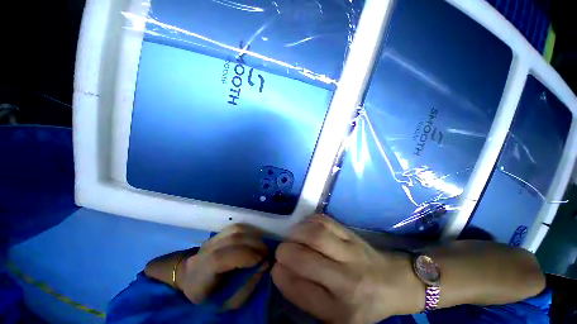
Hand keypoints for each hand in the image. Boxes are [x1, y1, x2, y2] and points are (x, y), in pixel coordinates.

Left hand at [177, 224, 268, 309]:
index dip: (243, 256)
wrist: (194, 284)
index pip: (219, 259)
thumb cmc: (212, 298)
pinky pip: (235, 228)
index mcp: (199, 276)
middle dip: (254, 244)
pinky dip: (248, 231)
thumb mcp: (230, 302)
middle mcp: (202, 253)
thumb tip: (265, 263)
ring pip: (235, 230)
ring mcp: (209, 241)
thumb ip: (248, 284)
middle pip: (231, 239)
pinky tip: (254, 239)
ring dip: (253, 236)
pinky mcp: (217, 235)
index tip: (262, 260)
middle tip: (267, 253)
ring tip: (262, 246)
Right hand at [272, 215, 423, 322]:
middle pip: (305, 259)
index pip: (301, 291)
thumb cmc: (362, 304)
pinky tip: (306, 227)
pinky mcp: (352, 234)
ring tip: (292, 237)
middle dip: (285, 251)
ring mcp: (351, 252)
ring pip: (315, 235)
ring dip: (296, 233)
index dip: (281, 275)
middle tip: (282, 251)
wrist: (393, 282)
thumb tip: (283, 271)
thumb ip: (308, 299)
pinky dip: (309, 221)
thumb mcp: (336, 317)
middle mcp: (346, 281)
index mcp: (340, 310)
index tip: (276, 268)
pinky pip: (325, 221)